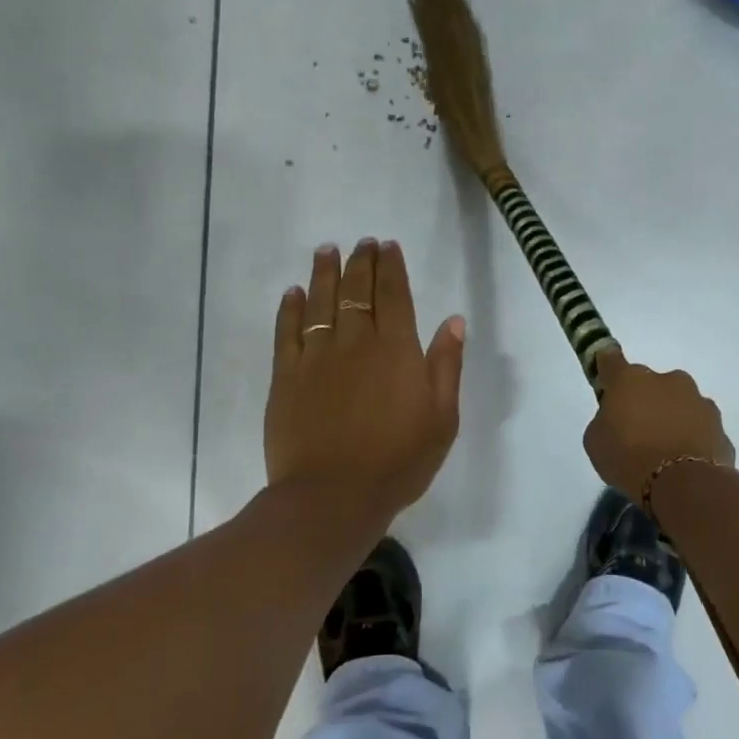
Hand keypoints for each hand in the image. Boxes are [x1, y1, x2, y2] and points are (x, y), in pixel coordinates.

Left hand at [265, 239, 465, 532]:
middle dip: (361, 262)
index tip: (387, 246)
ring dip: (324, 273)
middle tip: (362, 242)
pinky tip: (293, 293)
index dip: (391, 267)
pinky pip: (287, 332)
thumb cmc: (398, 461)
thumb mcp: (442, 418)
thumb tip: (453, 320)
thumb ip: (446, 365)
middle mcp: (356, 343)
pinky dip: (290, 309)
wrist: (333, 496)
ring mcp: (317, 357)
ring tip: (326, 250)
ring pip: (320, 303)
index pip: (394, 295)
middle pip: (357, 291)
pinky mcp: (285, 377)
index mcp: (397, 350)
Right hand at [583, 349, 734, 501]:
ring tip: (665, 451)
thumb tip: (617, 418)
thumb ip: (604, 420)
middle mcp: (668, 380)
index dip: (606, 369)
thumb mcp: (596, 441)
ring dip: (672, 418)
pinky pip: (699, 428)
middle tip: (637, 430)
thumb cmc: (628, 458)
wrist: (683, 485)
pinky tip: (684, 463)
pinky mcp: (720, 426)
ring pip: (680, 404)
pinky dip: (692, 439)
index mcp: (630, 379)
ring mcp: (699, 401)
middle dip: (645, 400)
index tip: (605, 382)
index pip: (611, 360)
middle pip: (651, 384)